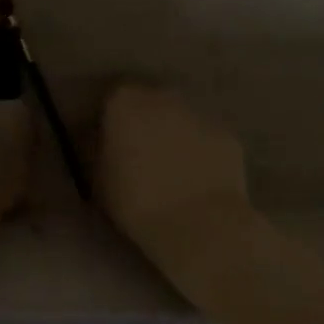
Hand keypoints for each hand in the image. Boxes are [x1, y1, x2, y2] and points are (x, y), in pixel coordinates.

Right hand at [96, 84, 252, 277]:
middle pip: (149, 103)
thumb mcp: (97, 176)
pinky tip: (198, 183)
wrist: (200, 227)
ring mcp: (199, 115)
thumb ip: (96, 147)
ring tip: (171, 172)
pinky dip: (201, 154)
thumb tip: (98, 137)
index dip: (110, 121)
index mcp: (124, 102)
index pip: (112, 100)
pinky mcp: (228, 137)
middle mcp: (162, 97)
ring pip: (180, 120)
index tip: (109, 144)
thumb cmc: (136, 201)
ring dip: (174, 136)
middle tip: (140, 156)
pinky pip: (206, 141)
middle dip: (145, 123)